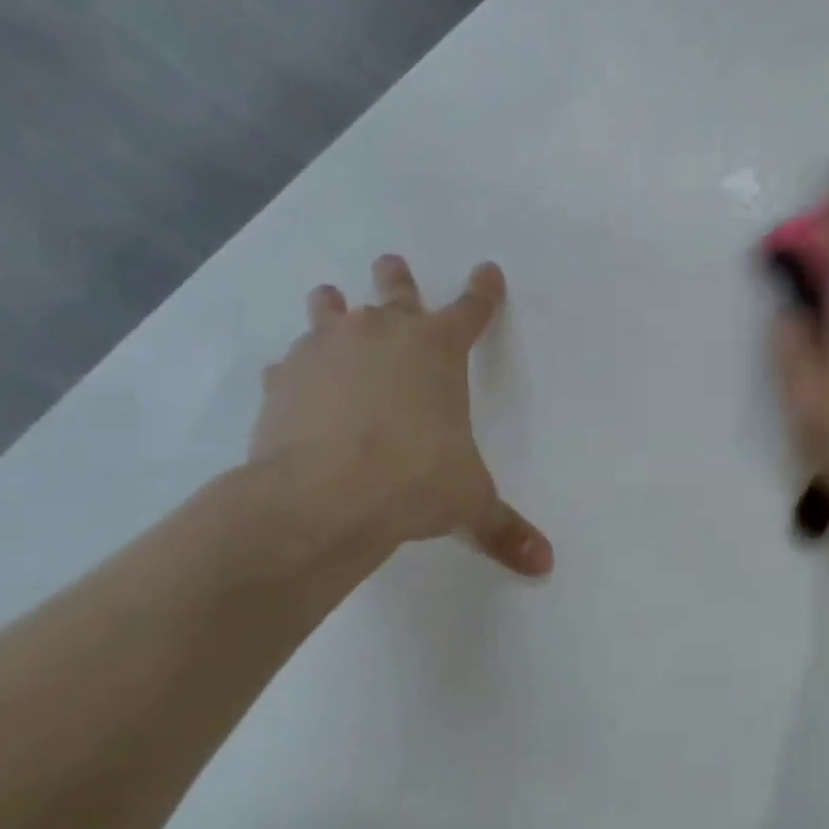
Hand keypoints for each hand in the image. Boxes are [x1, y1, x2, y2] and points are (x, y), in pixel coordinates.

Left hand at [250, 253, 553, 576]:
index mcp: (438, 352)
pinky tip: (296, 380)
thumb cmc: (415, 481)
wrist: (323, 495)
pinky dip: (299, 365)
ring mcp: (327, 349)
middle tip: (392, 262)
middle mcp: (383, 335)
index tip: (487, 270)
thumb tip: (545, 565)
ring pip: (332, 311)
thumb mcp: (470, 503)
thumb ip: (504, 528)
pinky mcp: (283, 377)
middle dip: (398, 279)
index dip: (483, 292)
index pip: (471, 311)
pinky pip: (293, 361)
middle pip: (396, 292)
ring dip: (335, 307)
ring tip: (331, 299)